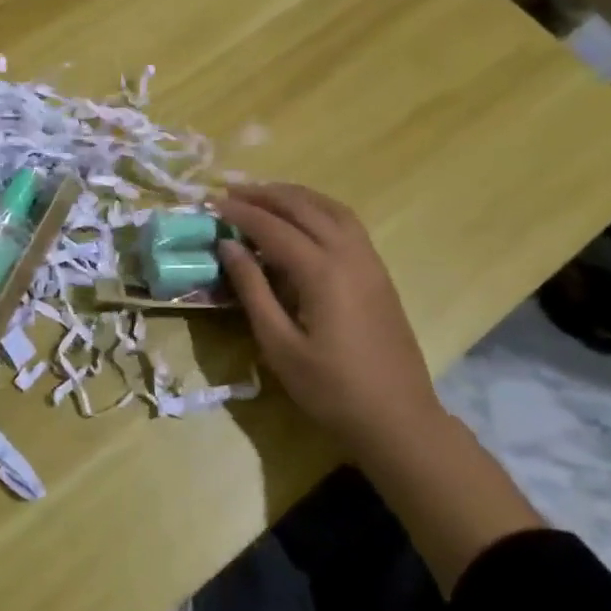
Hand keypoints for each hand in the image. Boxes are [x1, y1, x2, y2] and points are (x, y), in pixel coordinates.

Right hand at [213, 183, 441, 453]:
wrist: (398, 419)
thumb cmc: (331, 389)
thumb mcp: (279, 344)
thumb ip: (253, 289)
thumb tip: (229, 246)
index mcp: (323, 273)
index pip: (273, 228)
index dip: (241, 212)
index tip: (212, 202)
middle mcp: (349, 255)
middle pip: (304, 207)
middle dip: (265, 194)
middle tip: (231, 191)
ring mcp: (370, 262)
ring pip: (331, 208)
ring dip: (295, 196)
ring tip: (264, 195)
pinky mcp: (379, 273)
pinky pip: (347, 223)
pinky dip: (319, 208)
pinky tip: (303, 218)